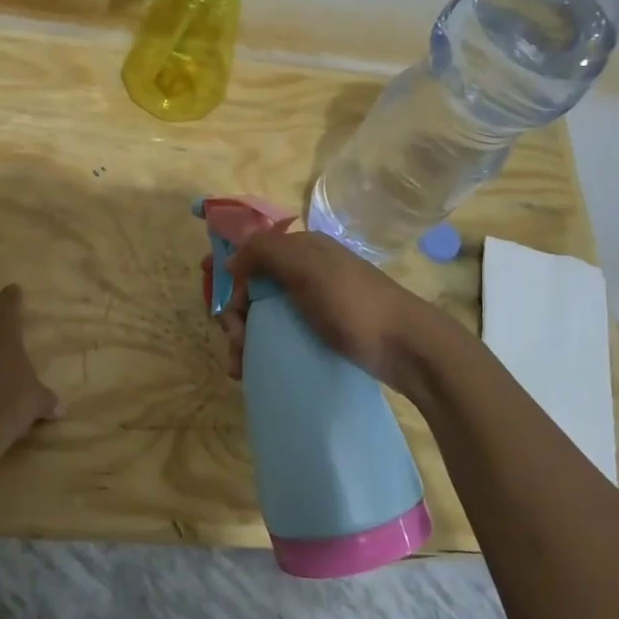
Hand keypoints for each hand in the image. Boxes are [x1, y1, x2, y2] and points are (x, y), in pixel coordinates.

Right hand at [223, 230, 437, 388]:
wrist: (408, 348)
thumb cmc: (353, 303)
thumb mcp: (306, 267)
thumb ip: (264, 252)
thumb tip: (230, 261)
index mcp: (302, 249)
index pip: (251, 252)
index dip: (227, 270)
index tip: (210, 294)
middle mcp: (306, 271)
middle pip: (253, 287)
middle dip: (235, 314)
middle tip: (235, 342)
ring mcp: (315, 303)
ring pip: (264, 315)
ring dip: (244, 337)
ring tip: (240, 366)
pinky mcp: (323, 332)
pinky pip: (281, 335)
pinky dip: (262, 349)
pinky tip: (254, 369)